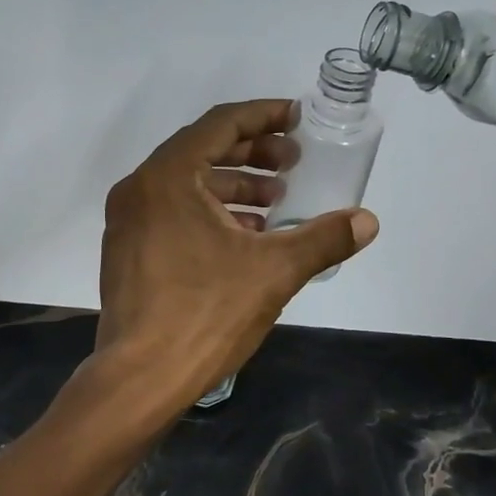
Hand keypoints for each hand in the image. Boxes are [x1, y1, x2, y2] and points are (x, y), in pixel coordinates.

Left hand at [95, 100, 378, 404]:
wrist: (140, 379)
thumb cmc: (205, 313)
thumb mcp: (274, 272)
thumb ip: (323, 239)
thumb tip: (368, 221)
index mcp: (167, 178)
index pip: (221, 124)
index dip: (264, 116)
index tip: (297, 119)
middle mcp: (139, 190)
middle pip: (202, 150)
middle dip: (253, 153)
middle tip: (293, 163)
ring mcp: (128, 222)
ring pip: (187, 184)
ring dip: (234, 186)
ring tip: (276, 202)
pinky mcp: (128, 251)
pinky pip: (173, 212)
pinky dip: (211, 212)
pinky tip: (246, 236)